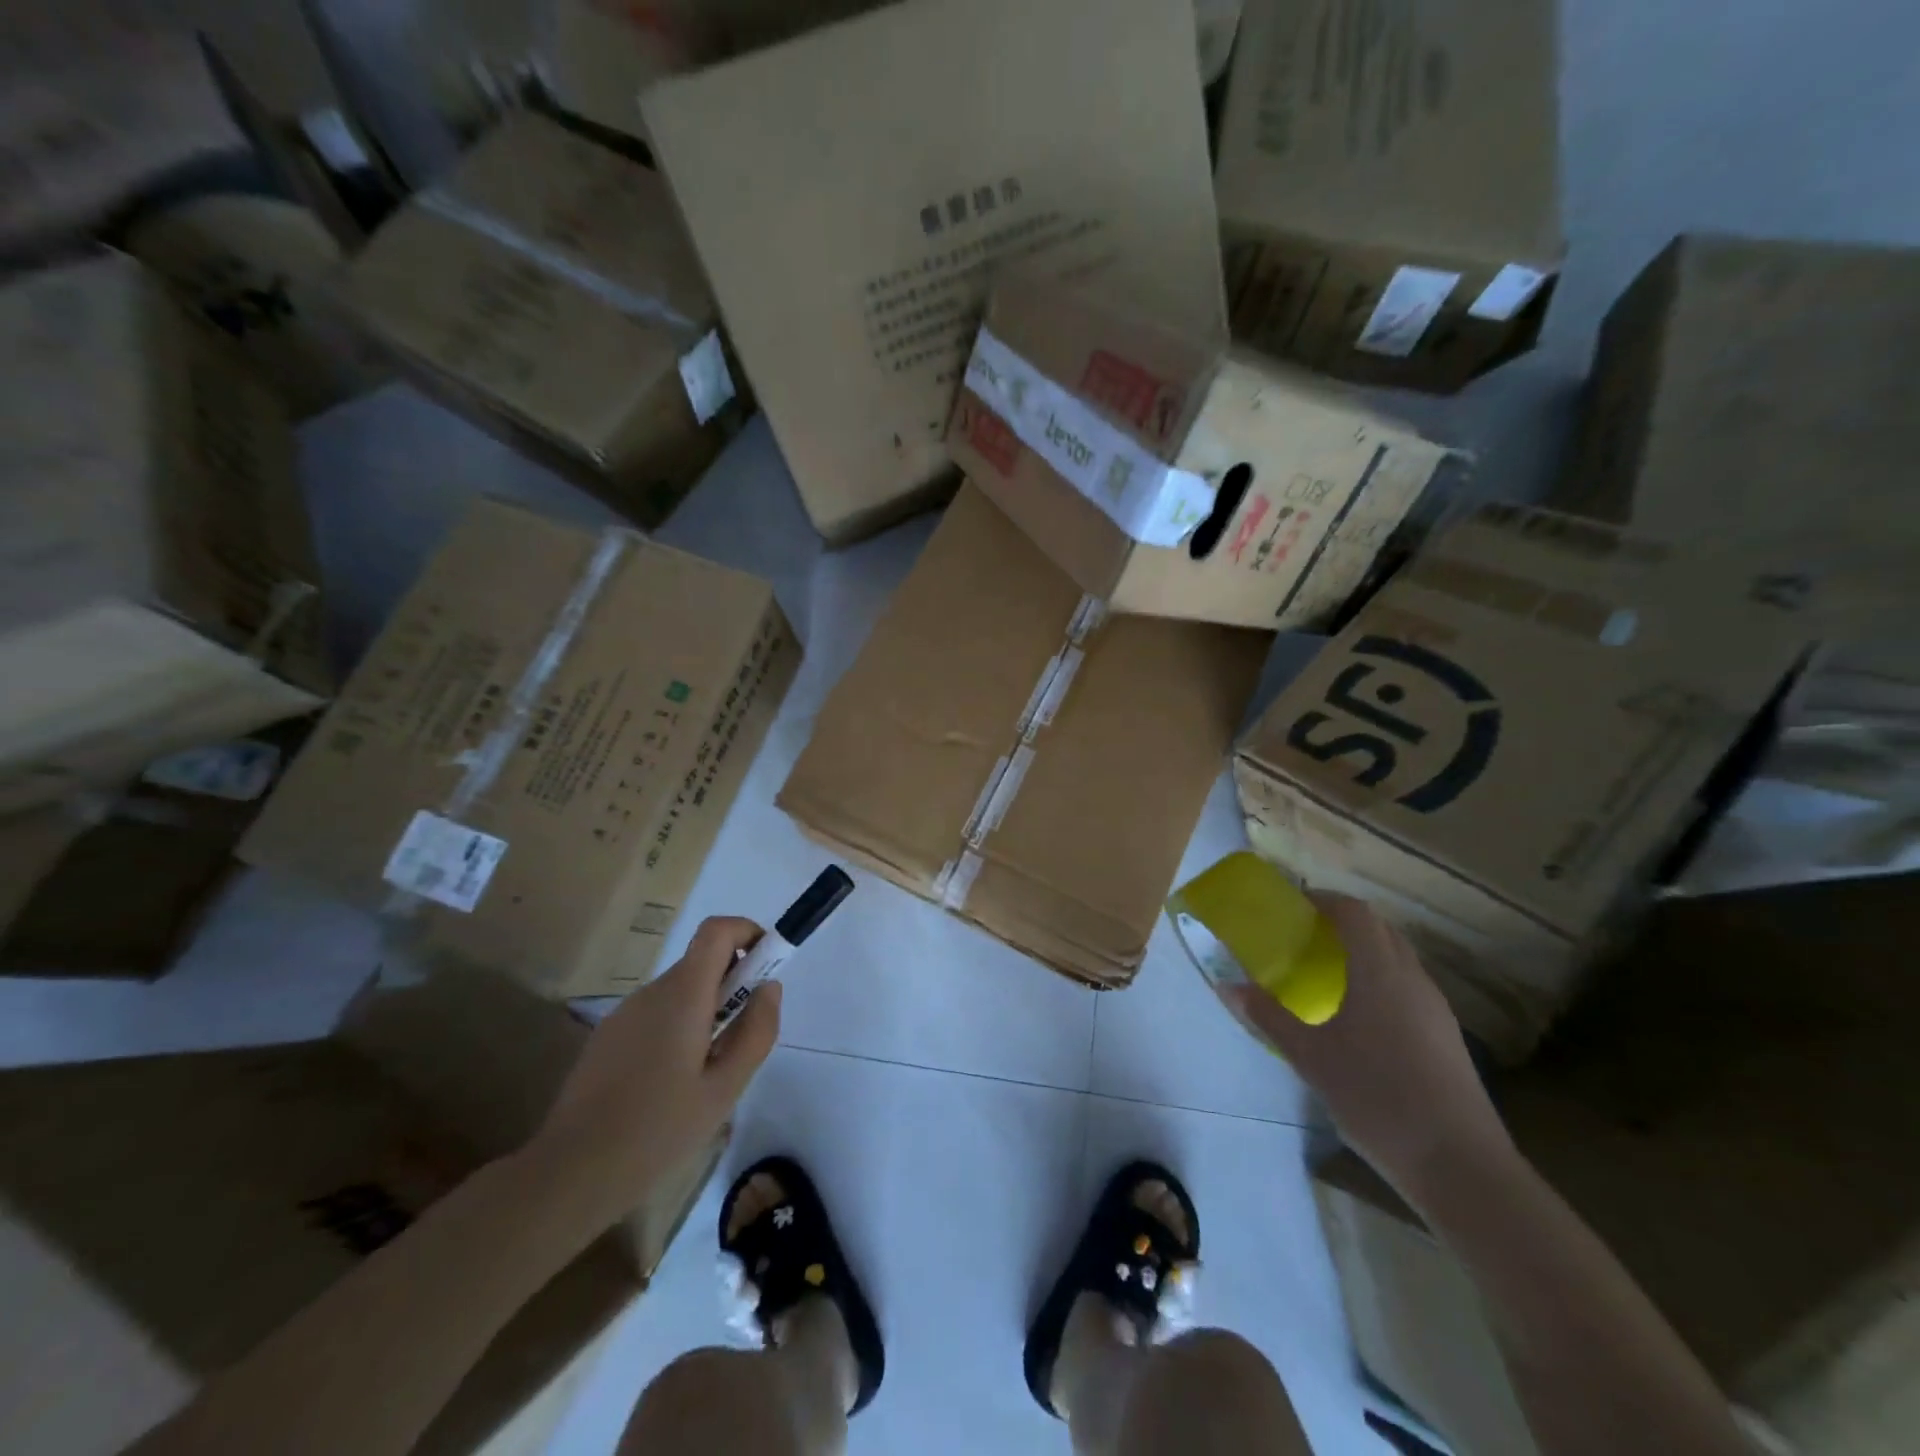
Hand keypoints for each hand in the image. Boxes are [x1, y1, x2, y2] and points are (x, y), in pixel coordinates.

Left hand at [531, 917, 781, 1226]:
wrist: (570, 1173)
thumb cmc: (658, 1130)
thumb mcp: (725, 1088)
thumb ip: (756, 1031)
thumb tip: (769, 987)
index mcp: (682, 995)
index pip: (717, 930)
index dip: (748, 932)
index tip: (767, 966)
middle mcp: (651, 991)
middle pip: (702, 963)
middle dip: (733, 983)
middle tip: (743, 1035)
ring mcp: (624, 1013)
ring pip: (680, 992)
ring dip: (706, 1010)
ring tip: (708, 1071)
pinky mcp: (608, 1036)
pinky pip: (656, 1014)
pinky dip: (679, 1027)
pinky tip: (672, 1083)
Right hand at [1224, 894, 1508, 1193]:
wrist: (1460, 1166)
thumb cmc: (1377, 1097)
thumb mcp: (1310, 1057)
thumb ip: (1268, 1017)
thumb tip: (1227, 987)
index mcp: (1380, 972)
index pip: (1356, 913)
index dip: (1325, 901)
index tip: (1295, 907)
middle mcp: (1413, 979)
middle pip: (1380, 929)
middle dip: (1343, 923)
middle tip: (1305, 937)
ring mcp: (1436, 1008)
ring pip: (1398, 958)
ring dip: (1364, 952)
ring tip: (1327, 974)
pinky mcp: (1446, 1036)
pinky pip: (1409, 986)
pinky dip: (1381, 980)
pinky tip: (1359, 1016)